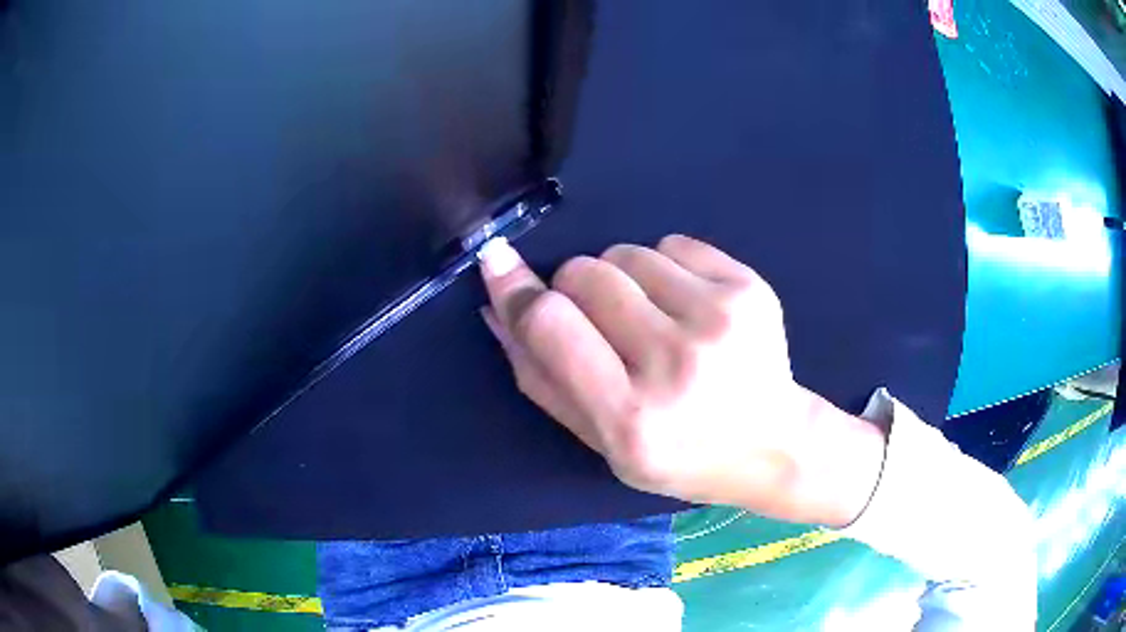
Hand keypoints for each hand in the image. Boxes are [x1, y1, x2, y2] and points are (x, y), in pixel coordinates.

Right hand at [479, 234, 884, 526]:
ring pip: (625, 253)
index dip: (518, 290)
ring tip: (652, 321)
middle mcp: (676, 362)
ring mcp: (720, 318)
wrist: (773, 444)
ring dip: (620, 279)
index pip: (551, 323)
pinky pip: (672, 243)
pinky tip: (686, 308)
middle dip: (573, 289)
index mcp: (631, 417)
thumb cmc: (678, 455)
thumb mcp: (600, 441)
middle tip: (603, 326)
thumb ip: (540, 376)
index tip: (498, 263)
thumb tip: (497, 304)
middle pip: (584, 274)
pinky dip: (663, 268)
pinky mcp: (749, 287)